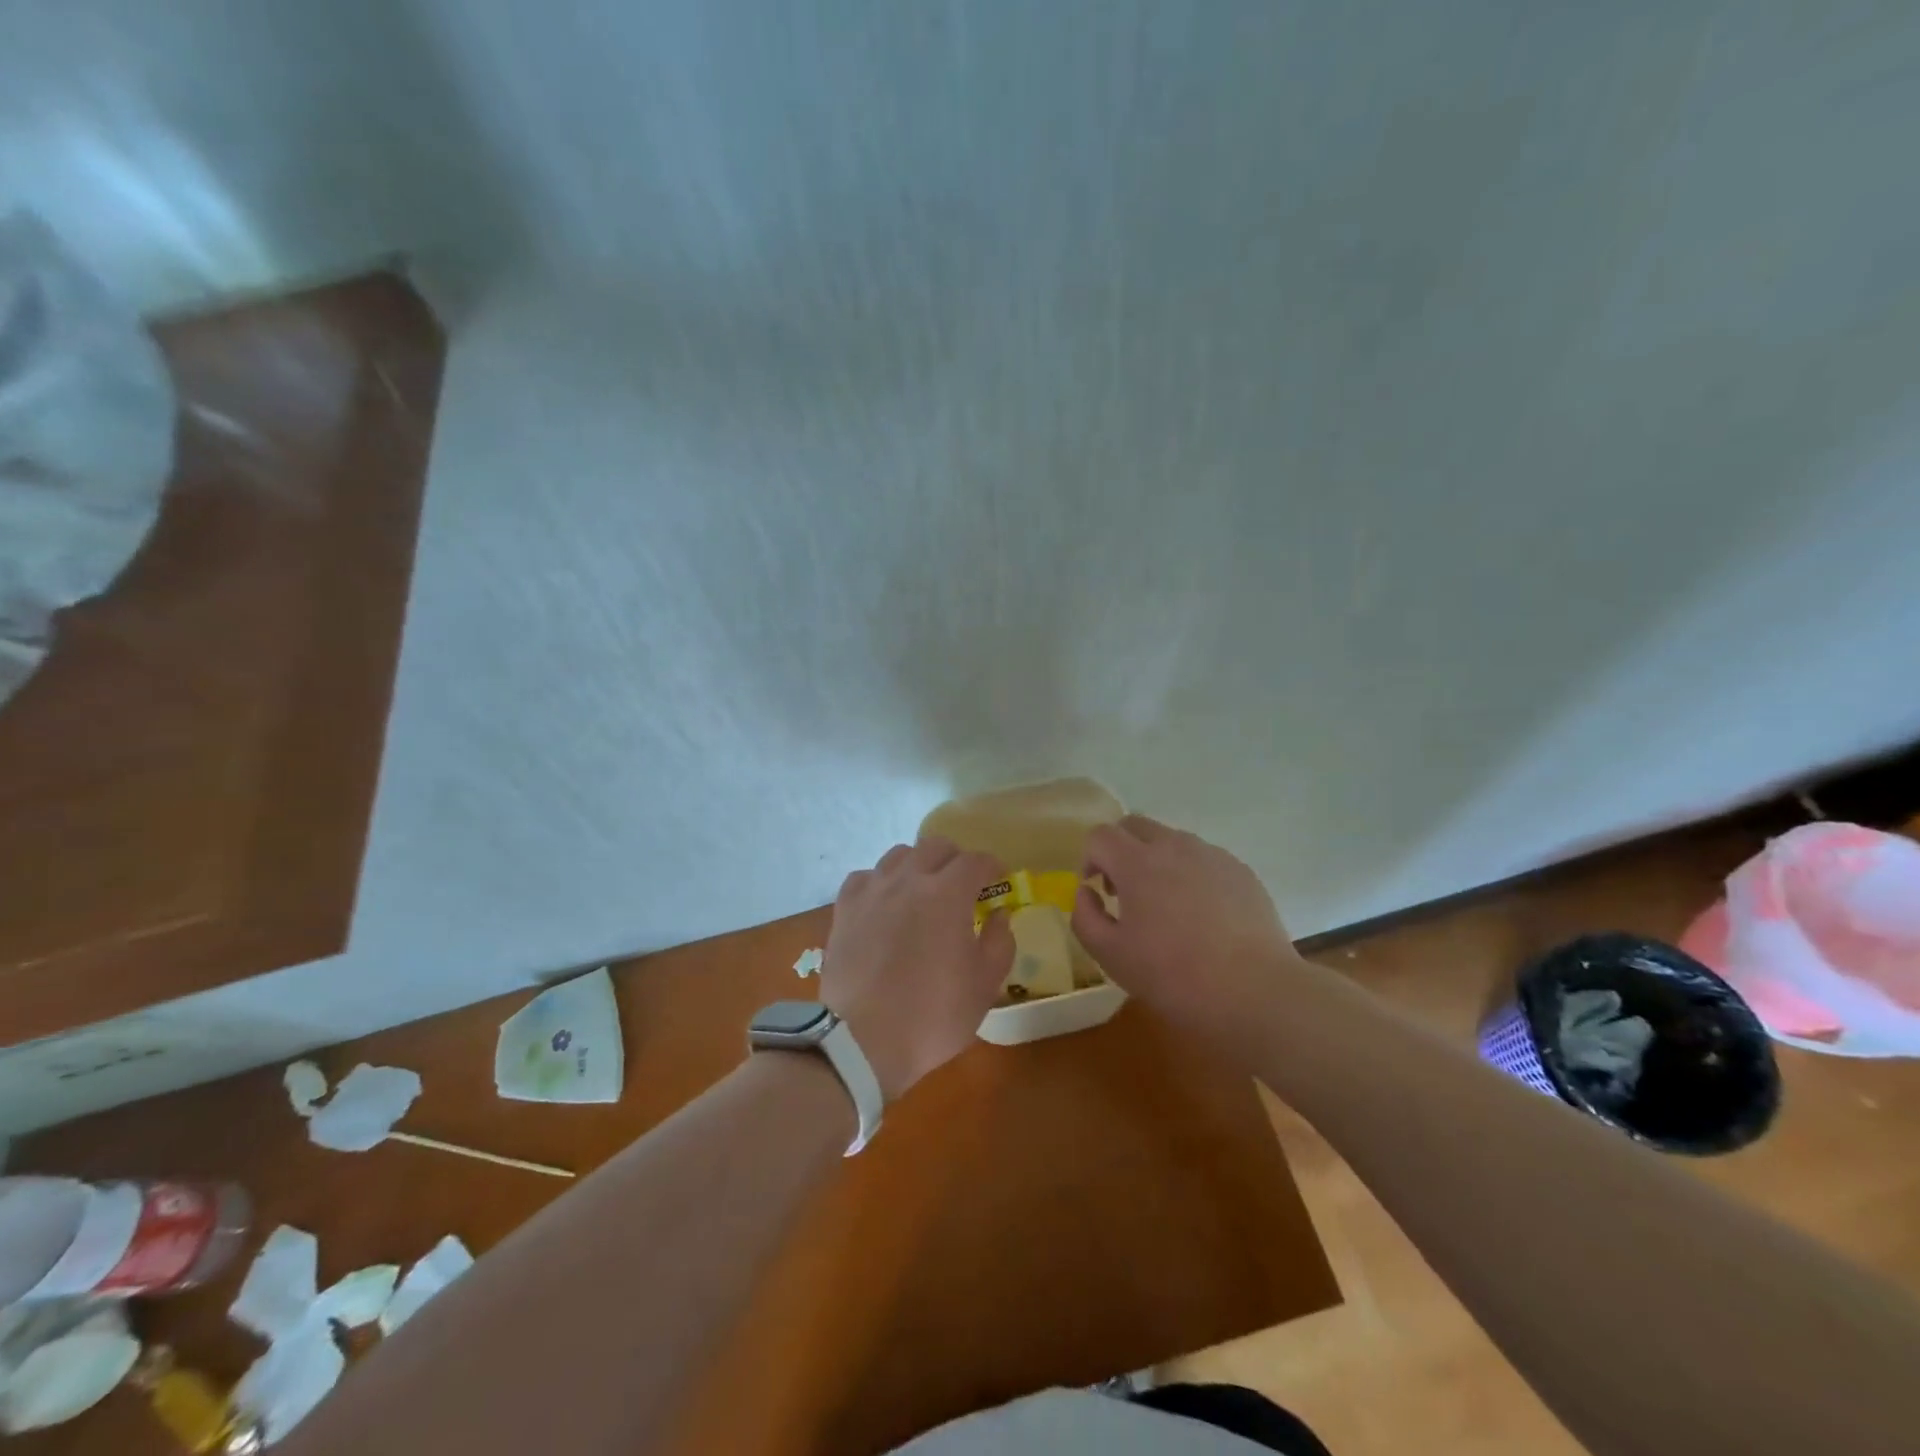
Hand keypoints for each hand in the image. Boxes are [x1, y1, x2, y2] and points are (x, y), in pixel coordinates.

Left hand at [821, 837, 1014, 1101]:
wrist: (861, 1041)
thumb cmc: (932, 1015)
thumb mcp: (984, 986)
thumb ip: (999, 942)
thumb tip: (998, 915)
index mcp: (947, 894)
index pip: (976, 861)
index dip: (992, 866)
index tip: (998, 879)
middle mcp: (909, 880)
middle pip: (936, 846)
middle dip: (956, 859)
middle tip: (963, 884)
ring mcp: (872, 891)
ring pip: (899, 855)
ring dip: (918, 865)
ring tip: (923, 890)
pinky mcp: (844, 908)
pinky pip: (866, 877)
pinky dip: (881, 882)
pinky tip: (885, 903)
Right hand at [1071, 814, 1302, 1037]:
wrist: (1256, 992)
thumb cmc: (1174, 976)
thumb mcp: (1111, 956)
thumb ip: (1085, 917)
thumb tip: (1087, 892)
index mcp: (1137, 863)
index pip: (1100, 835)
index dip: (1090, 858)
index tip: (1097, 891)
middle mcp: (1174, 846)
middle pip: (1135, 825)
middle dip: (1121, 850)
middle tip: (1125, 893)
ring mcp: (1212, 855)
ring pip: (1172, 841)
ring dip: (1157, 862)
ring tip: (1167, 909)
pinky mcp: (1240, 871)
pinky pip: (1204, 860)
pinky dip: (1191, 875)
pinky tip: (1202, 918)